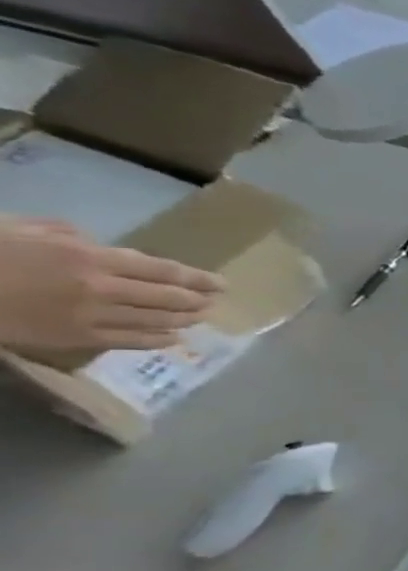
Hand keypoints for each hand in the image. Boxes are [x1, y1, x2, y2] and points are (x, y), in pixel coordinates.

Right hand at [0, 218, 222, 350]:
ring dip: (185, 319)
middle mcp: (102, 288)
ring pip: (155, 320)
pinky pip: (129, 341)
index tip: (221, 284)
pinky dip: (157, 339)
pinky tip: (173, 337)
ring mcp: (91, 316)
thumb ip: (68, 235)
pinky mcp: (76, 338)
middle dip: (198, 299)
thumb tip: (98, 244)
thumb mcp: (23, 229)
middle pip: (168, 297)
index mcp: (91, 257)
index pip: (164, 270)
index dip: (198, 278)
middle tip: (217, 301)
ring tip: (202, 317)